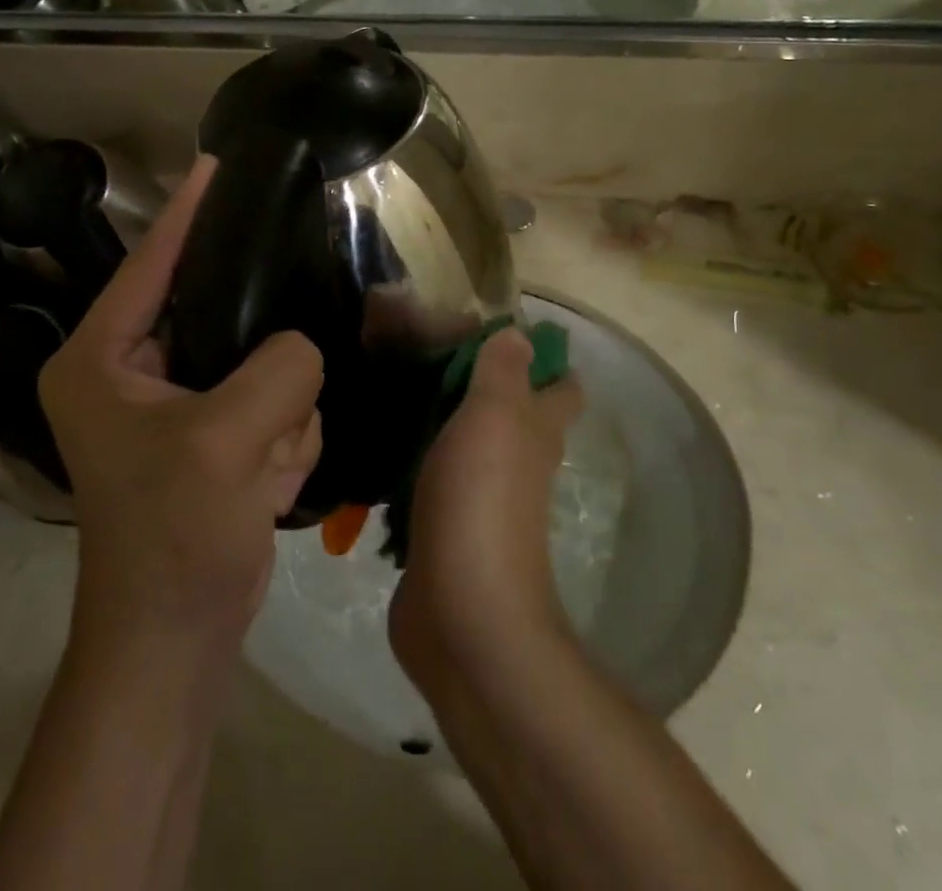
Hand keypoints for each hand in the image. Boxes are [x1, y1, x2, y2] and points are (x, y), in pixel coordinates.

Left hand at [39, 156, 324, 656]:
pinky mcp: (211, 435)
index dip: (186, 212)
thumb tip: (302, 344)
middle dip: (258, 349)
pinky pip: (269, 403)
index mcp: (103, 358)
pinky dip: (280, 440)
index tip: (217, 163)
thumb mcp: (227, 441)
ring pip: (256, 363)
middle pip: (213, 313)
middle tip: (281, 364)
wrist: (176, 641)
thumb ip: (279, 369)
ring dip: (275, 414)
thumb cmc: (175, 536)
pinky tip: (266, 484)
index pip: (150, 264)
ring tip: (262, 465)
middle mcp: (130, 372)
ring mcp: (176, 406)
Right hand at [389, 329, 583, 685]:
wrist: (461, 611)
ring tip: (395, 384)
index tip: (494, 330)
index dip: (542, 358)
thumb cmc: (482, 499)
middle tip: (425, 349)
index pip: (560, 387)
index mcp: (536, 432)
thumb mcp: (495, 416)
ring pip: (468, 445)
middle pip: (510, 413)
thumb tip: (520, 334)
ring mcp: (480, 499)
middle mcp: (516, 463)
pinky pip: (433, 480)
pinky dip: (415, 460)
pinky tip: (382, 442)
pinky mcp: (444, 527)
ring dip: (441, 419)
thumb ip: (503, 371)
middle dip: (480, 381)